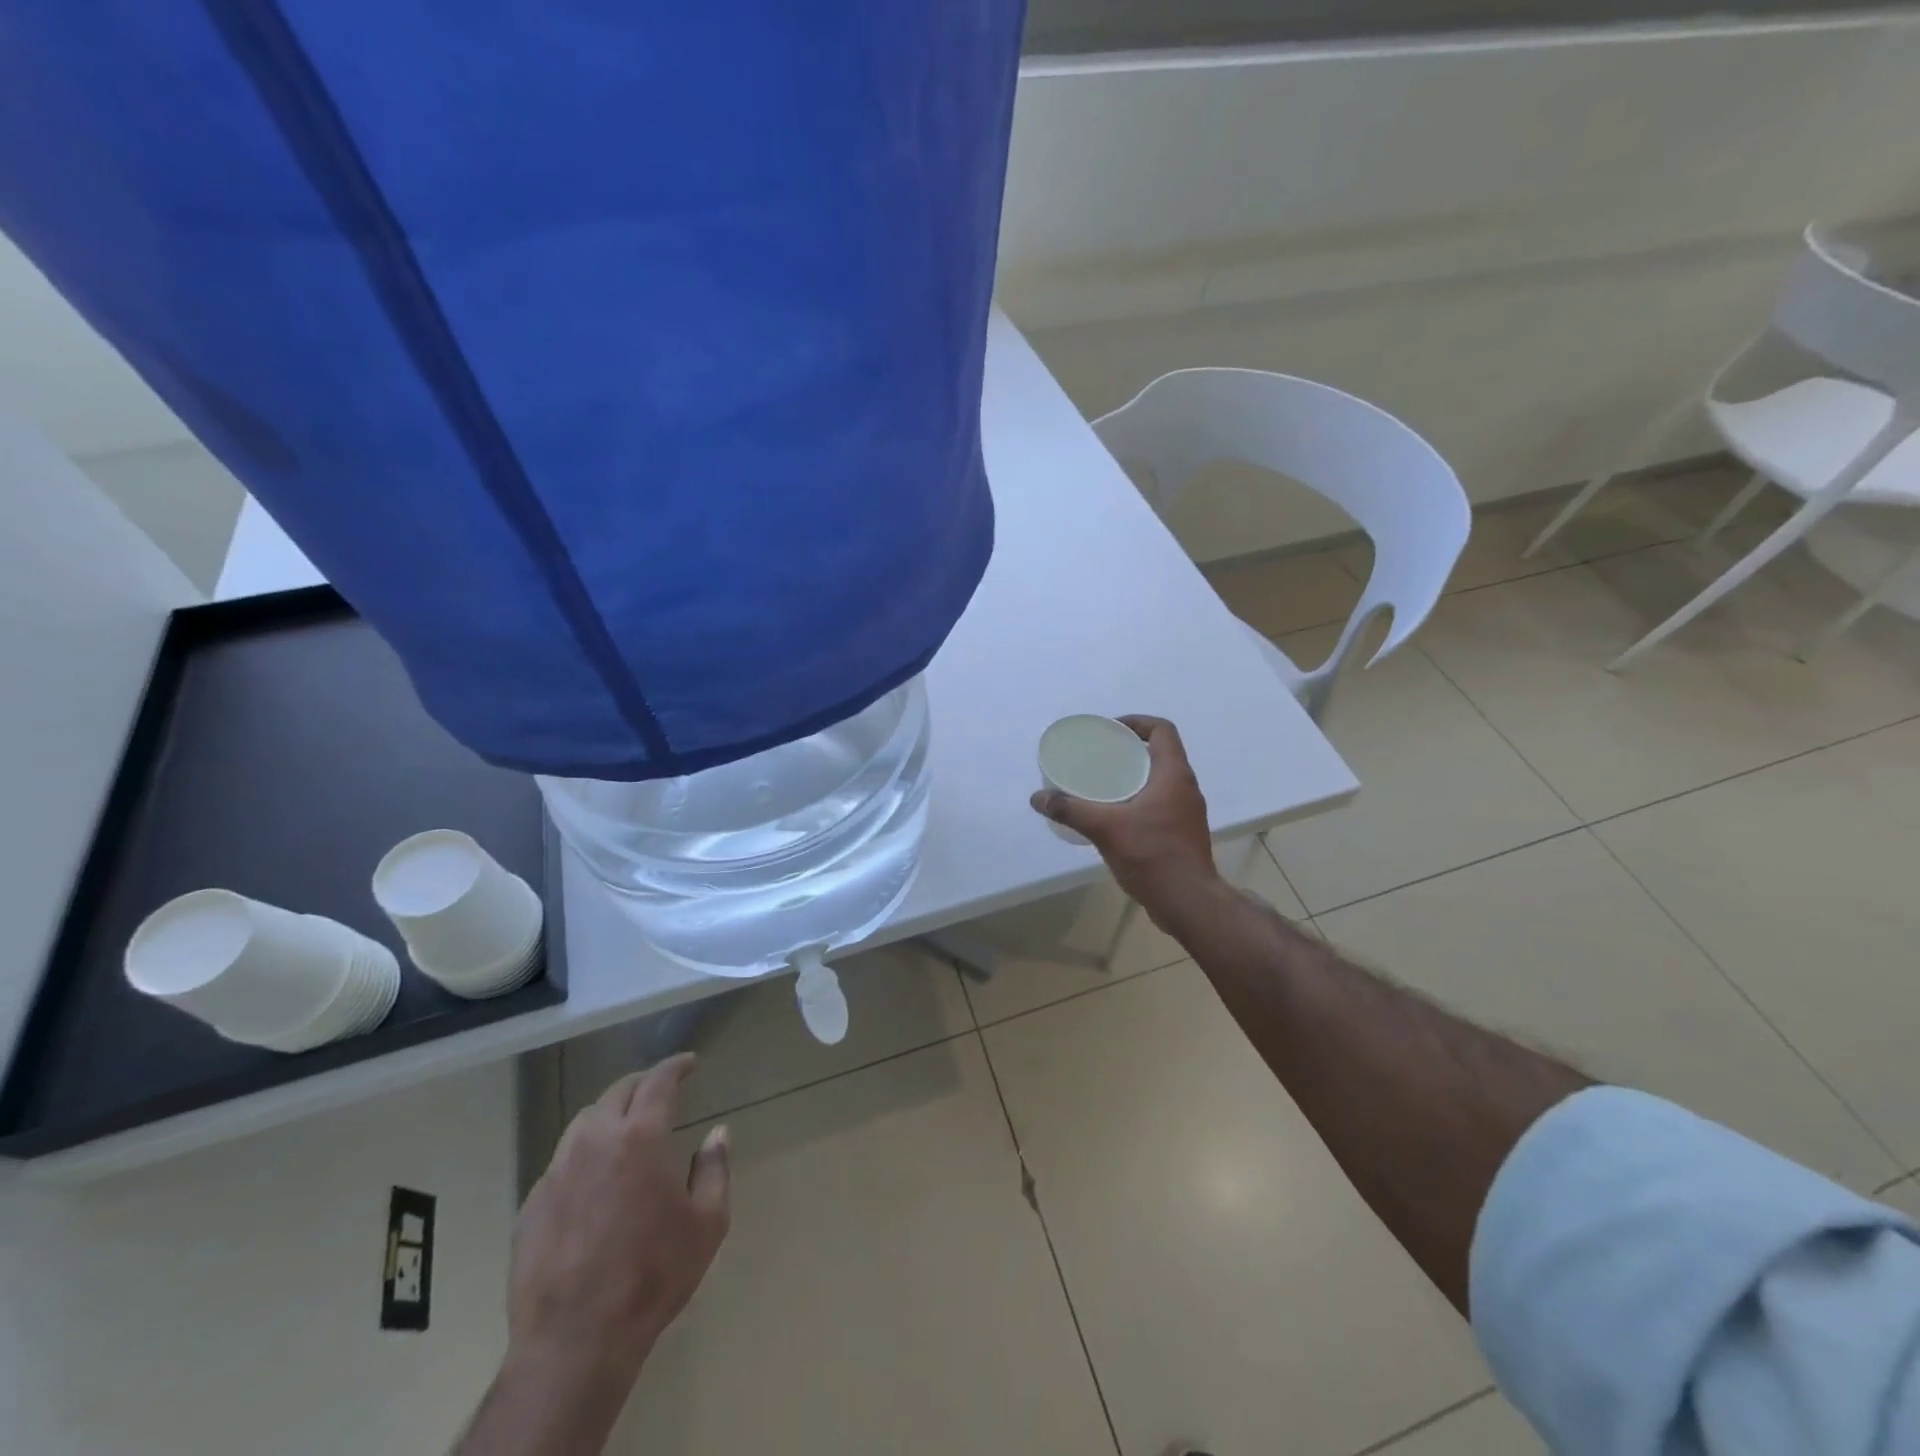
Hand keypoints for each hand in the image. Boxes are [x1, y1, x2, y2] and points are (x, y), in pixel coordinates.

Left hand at [507, 1054, 729, 1391]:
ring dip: (609, 1114)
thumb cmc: (653, 1275)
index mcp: (640, 1136)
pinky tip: (593, 1180)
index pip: (658, 1081)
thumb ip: (715, 1169)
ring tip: (625, 1129)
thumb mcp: (708, 1223)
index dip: (675, 1066)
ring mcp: (556, 1172)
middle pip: (617, 1092)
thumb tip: (717, 1133)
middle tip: (659, 1090)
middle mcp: (595, 1141)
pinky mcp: (531, 1205)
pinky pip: (561, 1162)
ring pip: (583, 1122)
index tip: (689, 1062)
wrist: (575, 1342)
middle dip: (642, 1083)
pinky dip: (583, 1155)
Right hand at [1030, 715, 1218, 923]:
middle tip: (1100, 756)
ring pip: (1161, 779)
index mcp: (1173, 774)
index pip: (1162, 730)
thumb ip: (1070, 810)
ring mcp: (1187, 811)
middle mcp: (1185, 787)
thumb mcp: (1105, 829)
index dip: (1137, 722)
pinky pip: (1160, 802)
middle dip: (1130, 749)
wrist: (1188, 902)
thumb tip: (1038, 797)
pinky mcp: (1183, 832)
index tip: (1111, 730)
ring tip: (1103, 783)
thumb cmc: (1152, 855)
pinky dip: (1139, 798)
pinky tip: (1115, 814)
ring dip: (1135, 775)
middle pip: (1160, 753)